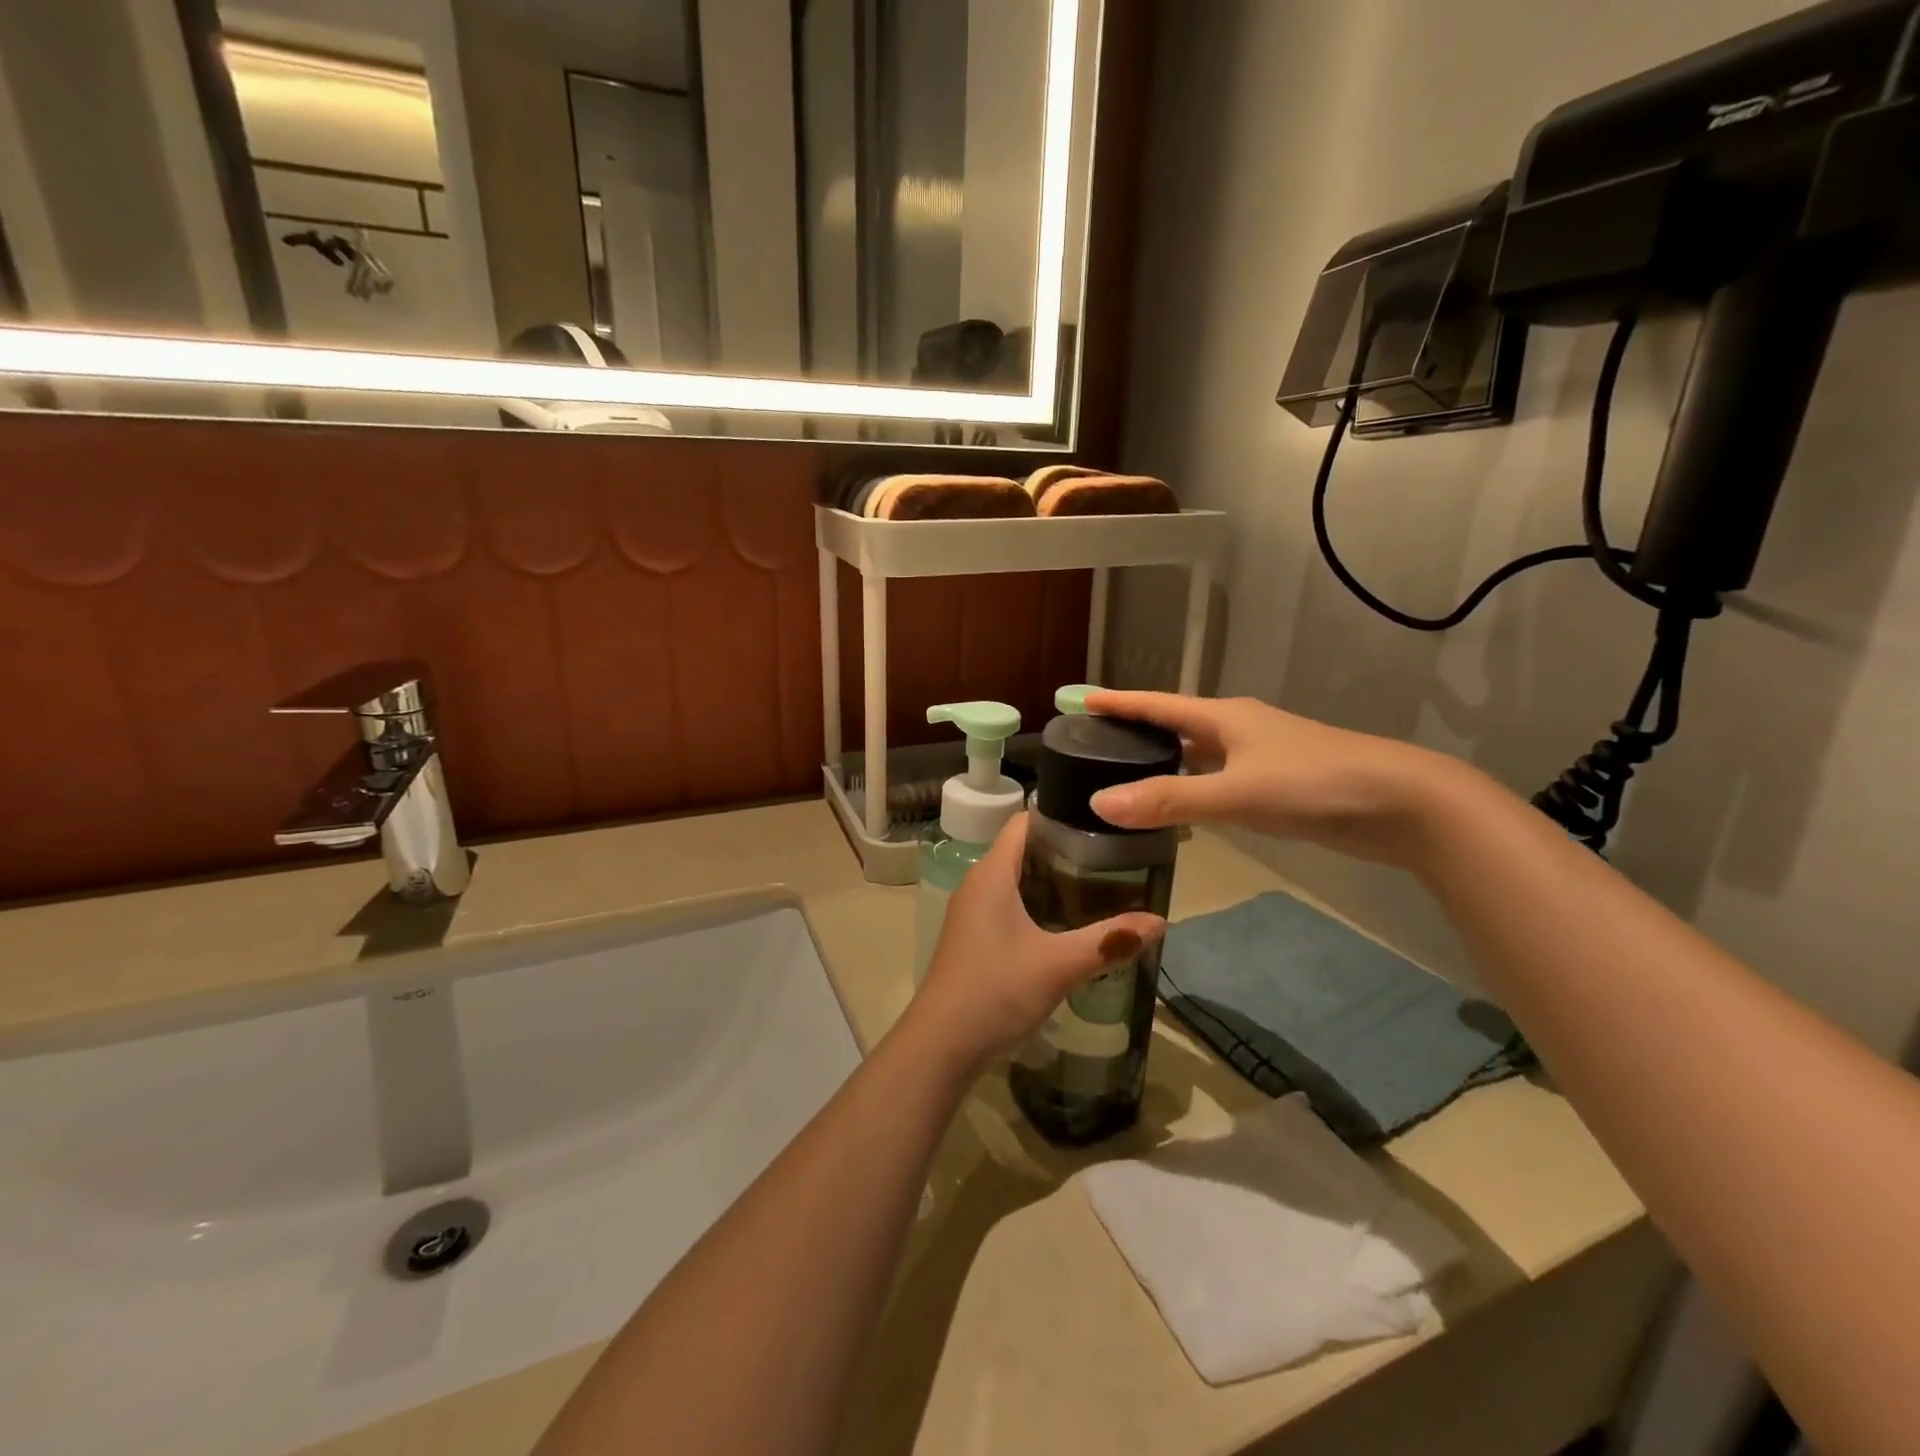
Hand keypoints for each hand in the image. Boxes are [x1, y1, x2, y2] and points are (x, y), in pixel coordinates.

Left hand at [907, 814, 1164, 1069]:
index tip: (1103, 822)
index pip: (1025, 821)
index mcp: (991, 873)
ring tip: (1101, 888)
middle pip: (1024, 850)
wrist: (941, 1046)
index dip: (1061, 814)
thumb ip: (1109, 941)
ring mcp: (973, 912)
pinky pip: (1010, 905)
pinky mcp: (974, 937)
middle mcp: (978, 883)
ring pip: (1017, 880)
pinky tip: (1069, 926)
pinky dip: (1039, 906)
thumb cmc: (995, 991)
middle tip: (1115, 858)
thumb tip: (1160, 921)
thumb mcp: (1058, 965)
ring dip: (1054, 882)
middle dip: (1067, 851)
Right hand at [1085, 690, 1478, 868]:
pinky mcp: (1278, 783)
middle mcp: (1239, 729)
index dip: (1119, 702)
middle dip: (1136, 730)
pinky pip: (1219, 778)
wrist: (1403, 803)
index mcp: (1225, 718)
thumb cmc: (1315, 783)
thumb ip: (1170, 800)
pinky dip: (1193, 786)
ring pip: (1199, 753)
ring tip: (1127, 773)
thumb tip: (1100, 803)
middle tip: (1095, 742)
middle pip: (1176, 724)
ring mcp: (1262, 755)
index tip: (1080, 699)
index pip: (1158, 704)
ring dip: (1165, 760)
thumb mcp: (1237, 793)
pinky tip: (1183, 806)